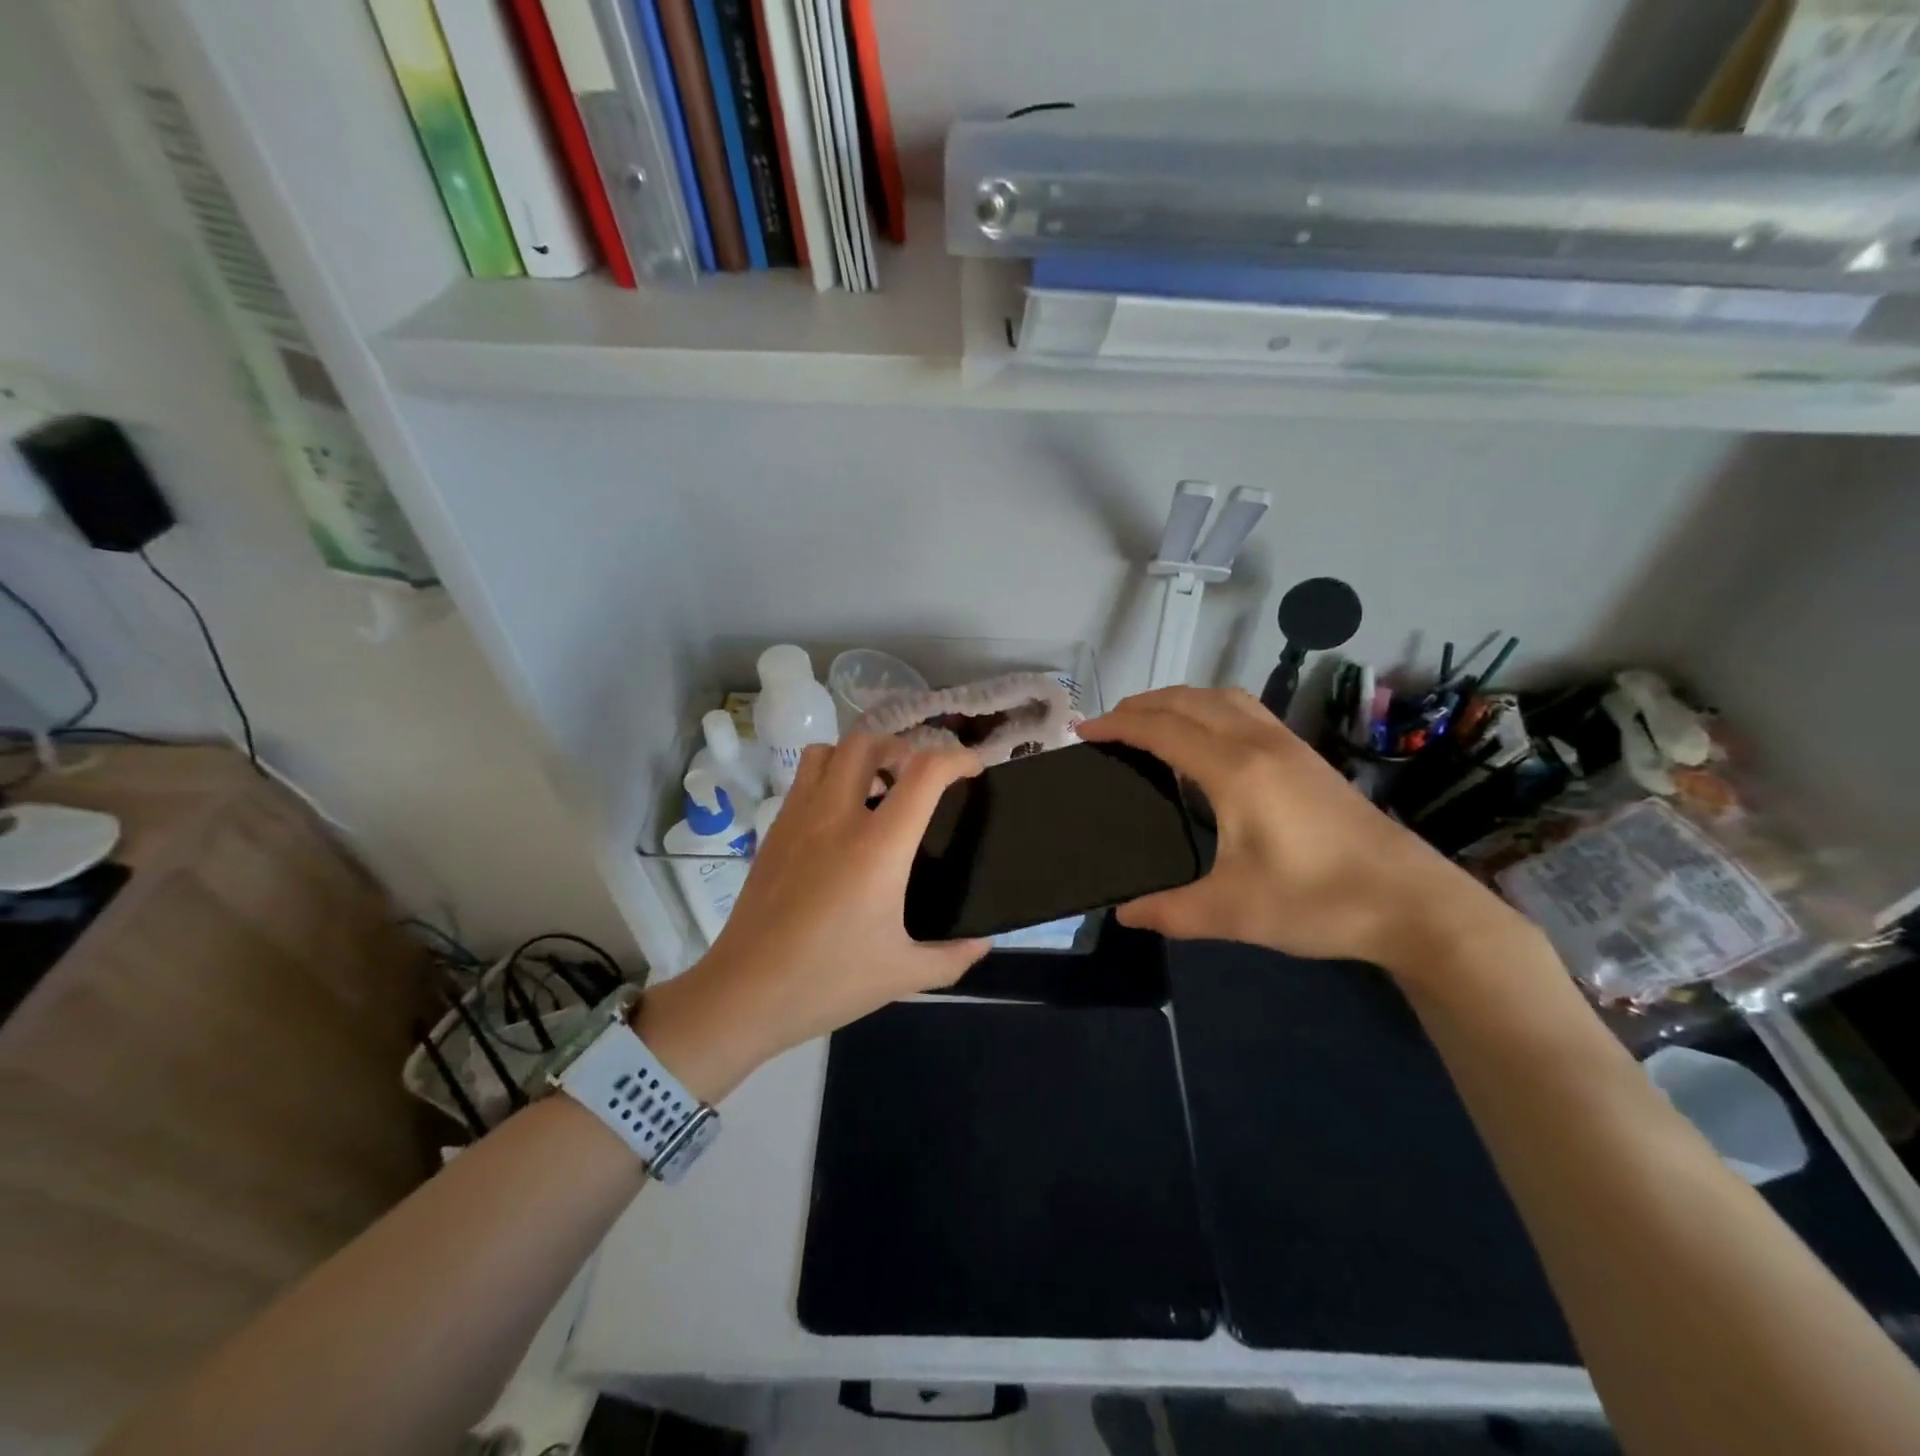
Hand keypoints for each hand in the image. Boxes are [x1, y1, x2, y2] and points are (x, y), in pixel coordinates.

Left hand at [636, 736, 989, 1101]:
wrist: (745, 993)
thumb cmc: (829, 981)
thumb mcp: (903, 974)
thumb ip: (953, 957)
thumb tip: (983, 943)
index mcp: (879, 846)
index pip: (925, 772)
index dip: (958, 759)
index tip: (973, 771)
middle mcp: (837, 817)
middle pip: (869, 743)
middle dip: (902, 747)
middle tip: (916, 779)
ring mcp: (799, 818)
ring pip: (828, 751)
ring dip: (859, 756)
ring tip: (876, 789)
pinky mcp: (774, 831)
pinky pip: (803, 779)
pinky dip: (829, 777)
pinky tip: (839, 821)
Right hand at [1078, 687, 1524, 979]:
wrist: (1411, 902)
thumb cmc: (1318, 902)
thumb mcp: (1233, 912)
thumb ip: (1170, 911)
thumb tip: (1123, 913)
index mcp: (1235, 771)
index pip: (1162, 730)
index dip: (1118, 726)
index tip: (1082, 732)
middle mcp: (1259, 743)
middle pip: (1188, 701)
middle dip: (1141, 705)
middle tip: (1106, 726)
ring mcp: (1287, 744)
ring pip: (1221, 698)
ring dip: (1178, 700)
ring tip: (1150, 722)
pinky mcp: (1306, 756)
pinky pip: (1245, 709)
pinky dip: (1209, 707)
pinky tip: (1207, 737)